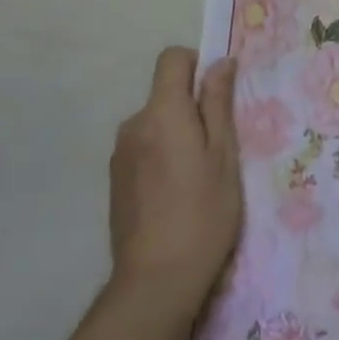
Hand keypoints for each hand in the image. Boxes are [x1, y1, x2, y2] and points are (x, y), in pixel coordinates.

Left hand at [107, 48, 240, 333]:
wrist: (155, 281)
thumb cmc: (202, 213)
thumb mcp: (223, 156)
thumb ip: (218, 104)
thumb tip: (219, 62)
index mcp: (162, 111)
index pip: (172, 59)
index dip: (196, 65)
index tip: (216, 95)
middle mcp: (134, 124)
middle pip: (164, 94)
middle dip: (190, 108)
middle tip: (217, 148)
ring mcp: (120, 154)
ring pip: (154, 124)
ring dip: (175, 135)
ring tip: (197, 178)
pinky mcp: (115, 180)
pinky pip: (143, 149)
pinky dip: (160, 157)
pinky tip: (175, 196)